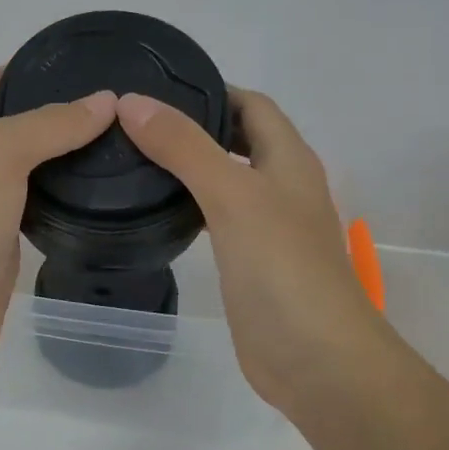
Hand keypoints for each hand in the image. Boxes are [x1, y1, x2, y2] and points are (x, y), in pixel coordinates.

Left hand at [0, 71, 117, 371]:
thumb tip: (106, 100)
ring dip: (53, 158)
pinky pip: (30, 210)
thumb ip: (51, 125)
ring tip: (105, 147)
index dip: (4, 73)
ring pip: (19, 171)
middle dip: (40, 115)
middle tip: (96, 112)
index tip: (56, 72)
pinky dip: (55, 200)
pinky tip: (90, 198)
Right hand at [114, 88, 384, 415]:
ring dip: (188, 166)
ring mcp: (267, 227)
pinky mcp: (250, 262)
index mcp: (289, 159)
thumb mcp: (232, 196)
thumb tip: (131, 102)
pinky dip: (189, 207)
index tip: (157, 89)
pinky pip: (216, 220)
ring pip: (225, 181)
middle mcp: (281, 186)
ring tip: (133, 159)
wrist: (316, 360)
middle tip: (134, 124)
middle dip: (193, 127)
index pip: (252, 105)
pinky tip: (156, 211)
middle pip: (238, 140)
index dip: (212, 90)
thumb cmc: (282, 269)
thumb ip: (184, 147)